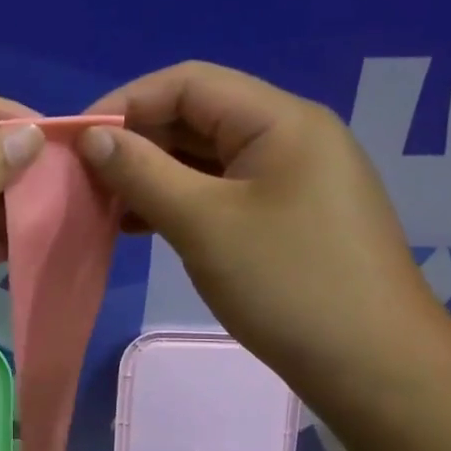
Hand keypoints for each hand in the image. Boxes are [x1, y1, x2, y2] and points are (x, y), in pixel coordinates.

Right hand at [78, 61, 450, 392]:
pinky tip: (143, 226)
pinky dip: (181, 200)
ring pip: (208, 157)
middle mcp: (290, 135)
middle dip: (138, 140)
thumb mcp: (204, 224)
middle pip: (198, 116)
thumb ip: (142, 173)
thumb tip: (91, 137)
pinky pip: (223, 191)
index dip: (126, 102)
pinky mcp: (289, 215)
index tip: (76, 139)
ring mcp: (293, 177)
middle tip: (86, 176)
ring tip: (106, 204)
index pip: (188, 83)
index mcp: (280, 119)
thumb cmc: (288, 285)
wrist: (374, 366)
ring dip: (154, 174)